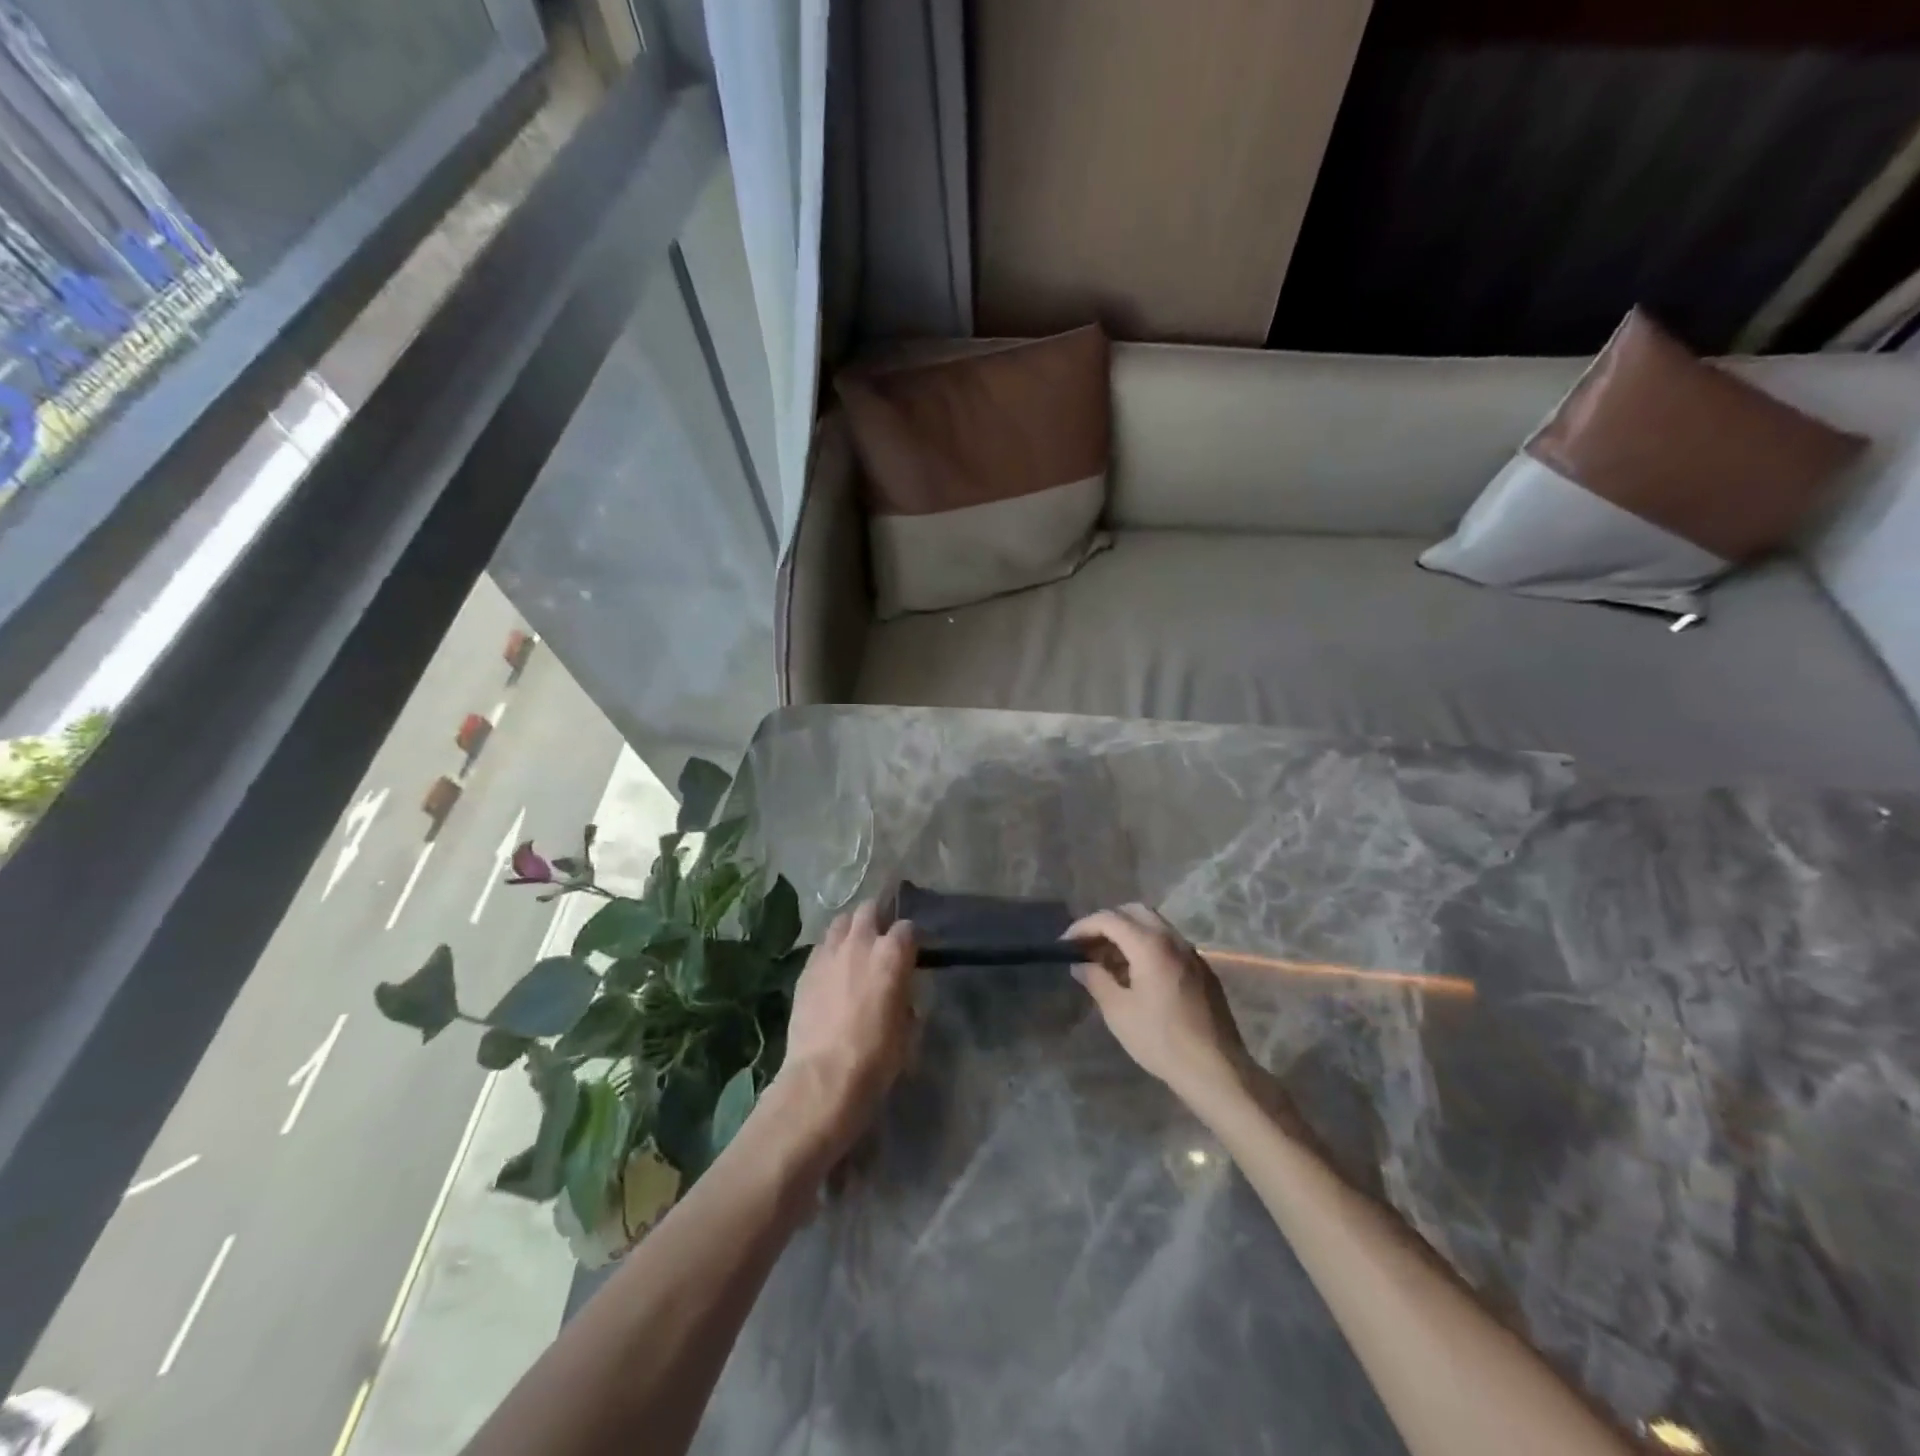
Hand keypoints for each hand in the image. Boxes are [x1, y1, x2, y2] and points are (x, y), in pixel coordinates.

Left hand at [764, 900, 916, 1174]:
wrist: (824, 1077)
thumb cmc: (877, 1057)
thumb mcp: (908, 1029)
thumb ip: (907, 999)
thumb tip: (901, 994)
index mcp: (892, 954)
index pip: (908, 928)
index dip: (911, 940)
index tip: (912, 953)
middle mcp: (860, 942)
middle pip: (869, 910)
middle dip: (878, 919)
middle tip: (881, 940)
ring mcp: (829, 953)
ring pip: (841, 922)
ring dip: (851, 929)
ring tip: (854, 947)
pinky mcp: (806, 969)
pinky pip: (822, 946)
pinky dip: (830, 950)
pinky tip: (833, 968)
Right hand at [1067, 905, 1259, 1109]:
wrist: (1215, 1069)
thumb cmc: (1160, 1039)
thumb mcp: (1118, 1012)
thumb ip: (1096, 980)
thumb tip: (1080, 965)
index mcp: (1149, 945)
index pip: (1110, 919)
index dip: (1083, 927)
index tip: (1065, 943)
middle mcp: (1172, 939)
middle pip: (1134, 912)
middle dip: (1108, 922)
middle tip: (1089, 945)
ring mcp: (1191, 953)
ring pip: (1154, 926)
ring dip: (1128, 934)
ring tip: (1109, 962)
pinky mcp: (1202, 969)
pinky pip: (1169, 944)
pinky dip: (1147, 946)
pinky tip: (1137, 975)